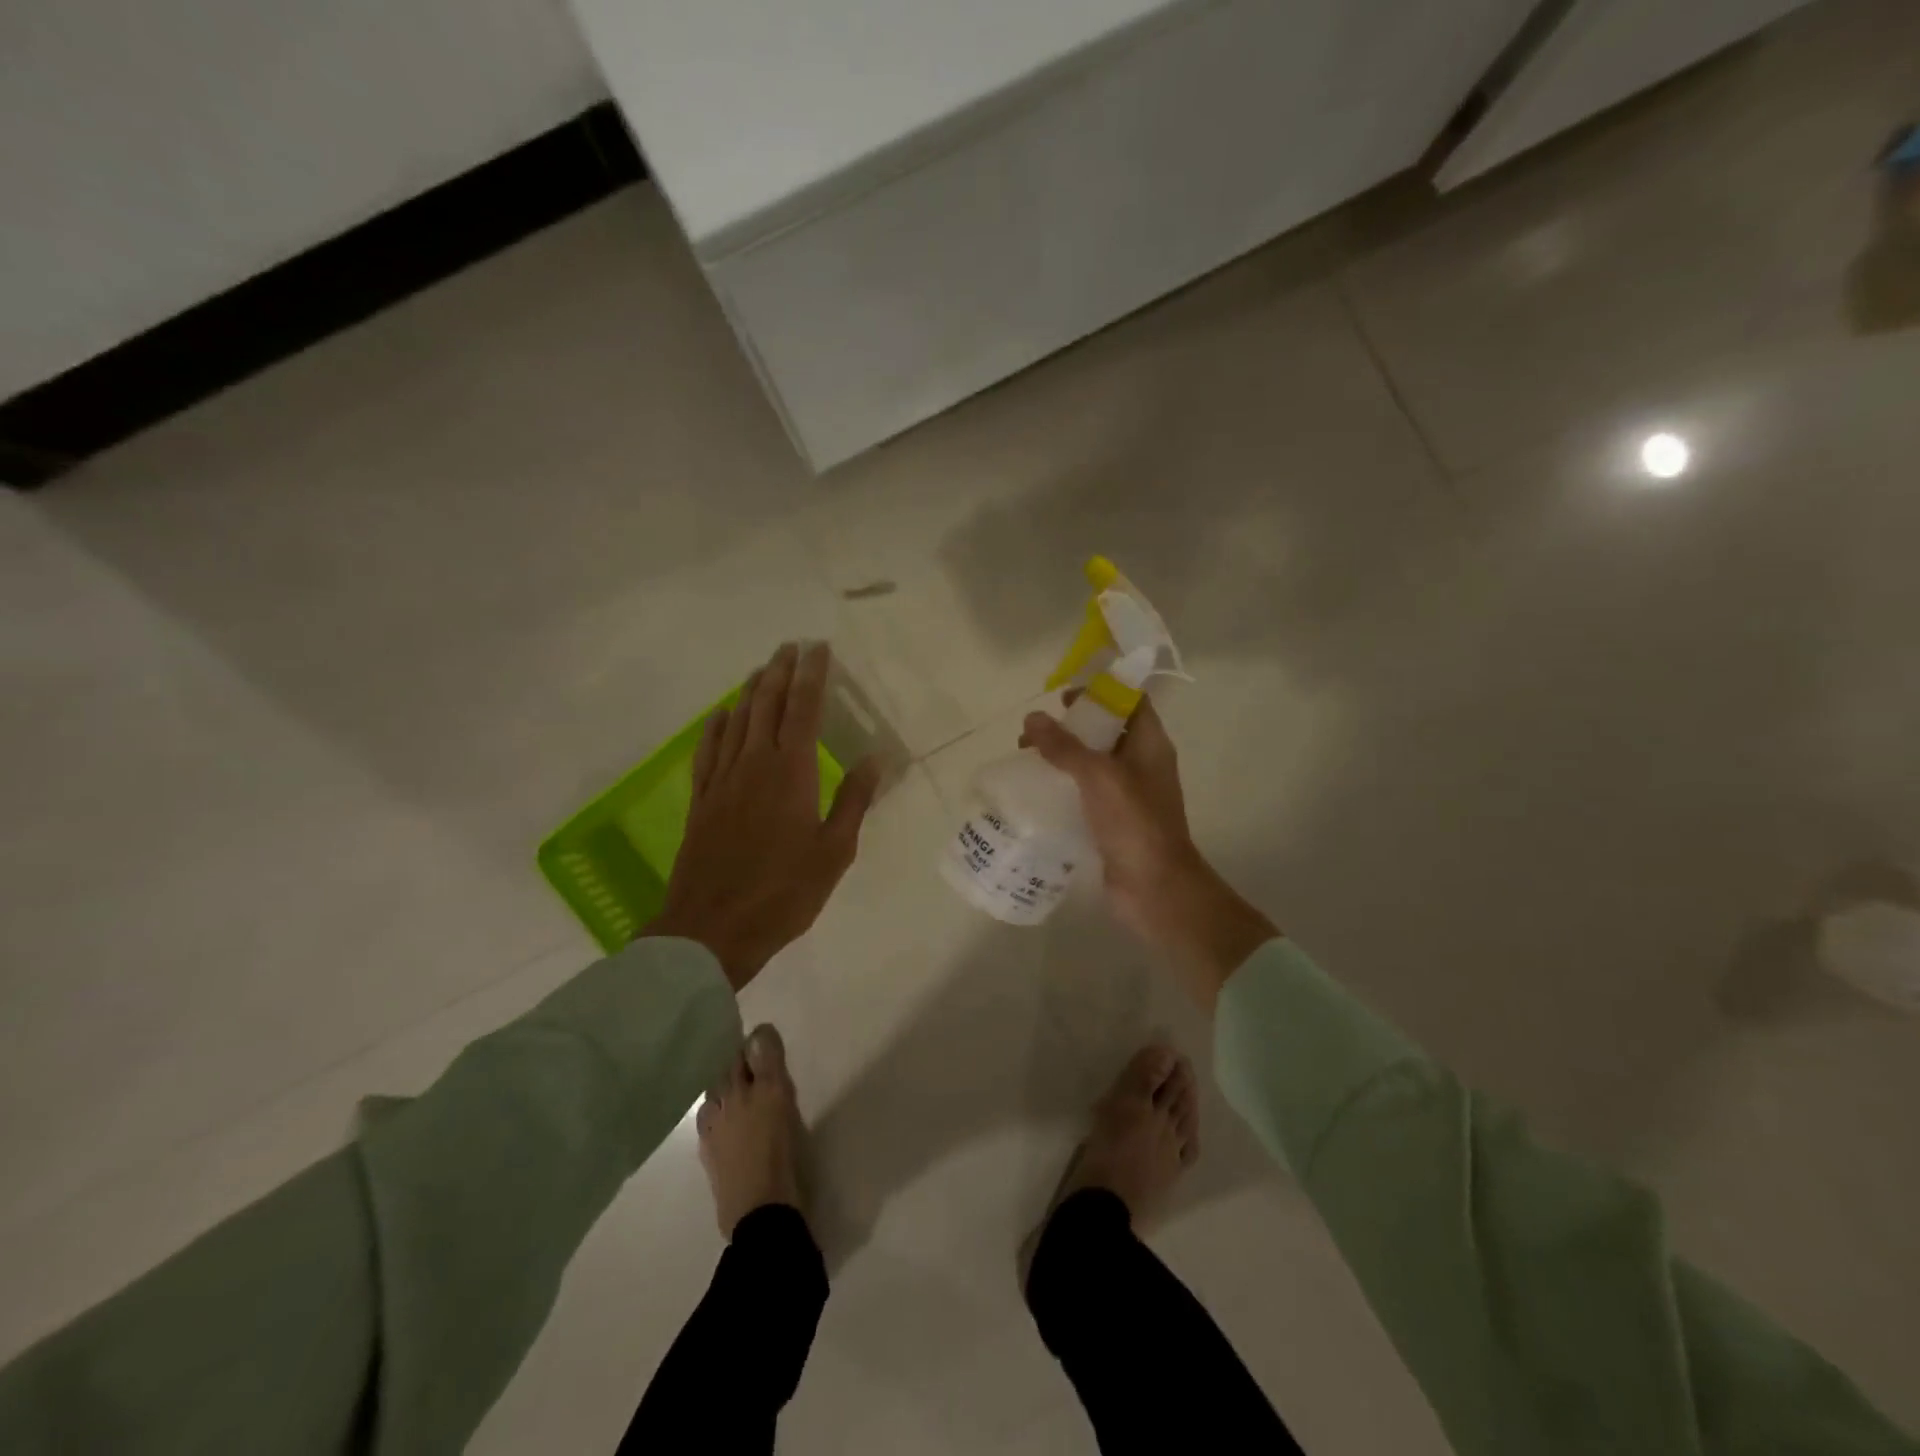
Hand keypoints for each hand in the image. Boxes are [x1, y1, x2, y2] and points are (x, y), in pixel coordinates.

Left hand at [647, 642, 880, 990]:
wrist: (713, 927)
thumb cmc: (784, 892)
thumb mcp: (834, 852)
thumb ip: (853, 801)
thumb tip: (874, 758)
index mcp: (791, 772)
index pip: (803, 709)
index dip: (812, 676)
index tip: (818, 649)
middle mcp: (754, 764)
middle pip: (767, 705)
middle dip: (780, 672)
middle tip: (790, 647)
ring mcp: (723, 780)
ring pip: (737, 721)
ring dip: (751, 691)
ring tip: (762, 669)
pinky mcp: (702, 800)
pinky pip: (708, 751)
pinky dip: (716, 727)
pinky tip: (721, 715)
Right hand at [1021, 697, 1276, 1007]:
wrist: (1154, 888)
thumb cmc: (1134, 822)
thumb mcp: (1098, 775)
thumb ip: (1065, 746)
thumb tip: (1033, 718)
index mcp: (1150, 744)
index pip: (1130, 701)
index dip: (1100, 691)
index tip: (1063, 696)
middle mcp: (1141, 764)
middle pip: (1105, 731)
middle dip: (1069, 726)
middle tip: (1032, 732)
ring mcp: (1127, 795)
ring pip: (1091, 764)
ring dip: (1061, 757)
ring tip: (1025, 759)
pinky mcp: (1111, 821)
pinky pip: (1084, 793)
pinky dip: (1061, 787)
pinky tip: (1034, 791)